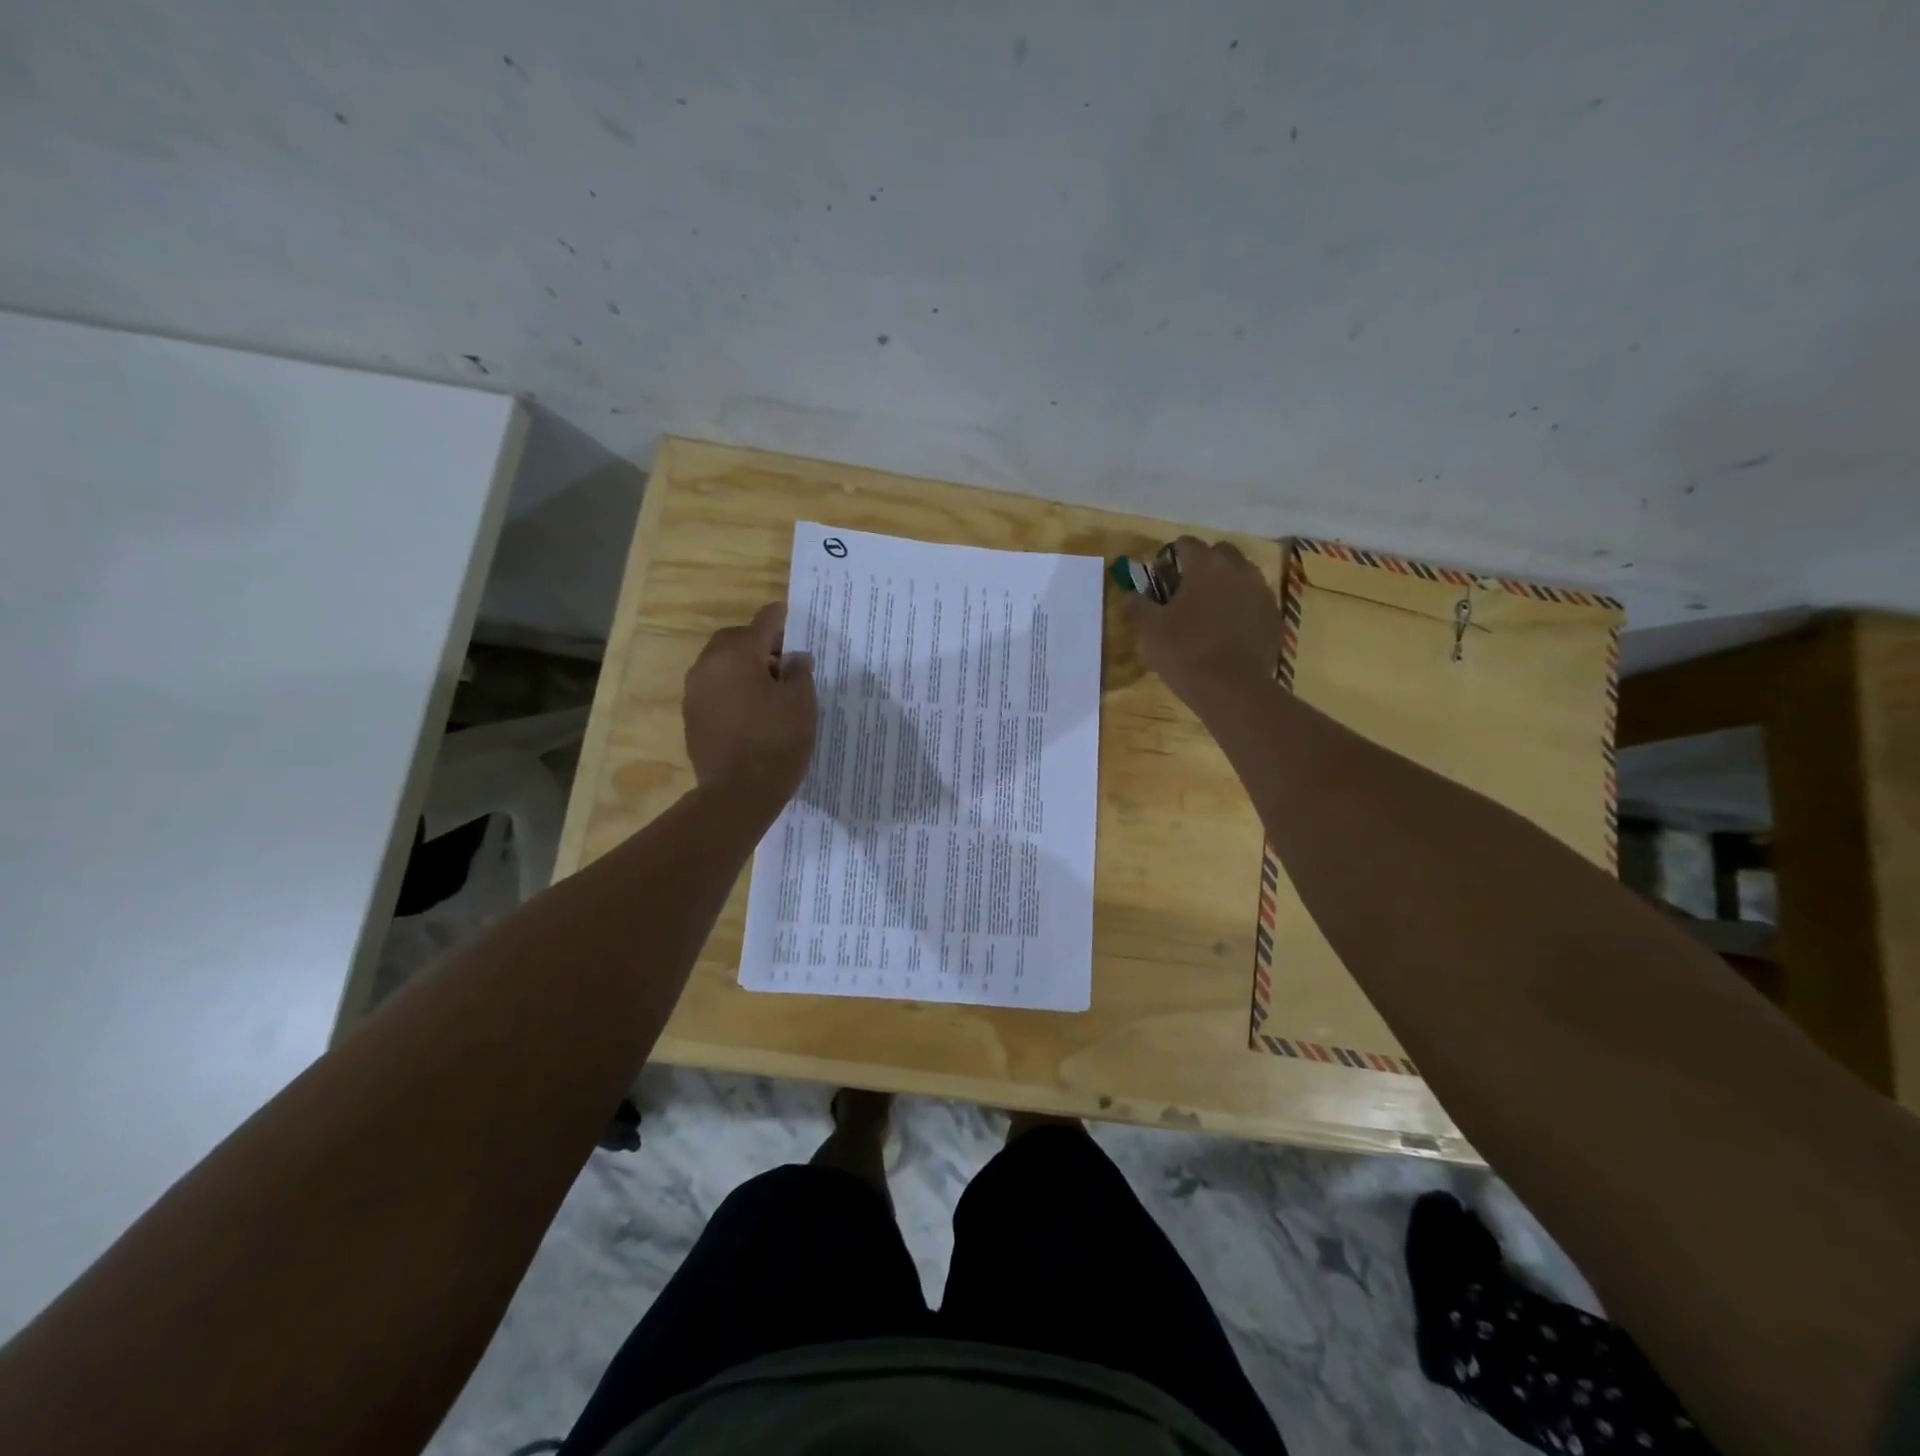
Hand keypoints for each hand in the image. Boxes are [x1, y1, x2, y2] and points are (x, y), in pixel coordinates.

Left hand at [683, 604, 816, 804]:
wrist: (738, 793)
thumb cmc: (777, 741)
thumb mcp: (802, 703)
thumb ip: (799, 672)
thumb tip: (794, 658)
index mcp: (737, 654)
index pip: (763, 622)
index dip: (782, 618)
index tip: (794, 619)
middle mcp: (708, 666)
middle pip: (735, 639)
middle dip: (759, 642)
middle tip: (784, 659)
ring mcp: (695, 693)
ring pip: (721, 664)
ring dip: (743, 666)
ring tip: (769, 686)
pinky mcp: (692, 717)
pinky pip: (714, 689)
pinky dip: (732, 689)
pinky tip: (751, 709)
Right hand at [1125, 538, 1281, 704]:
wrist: (1232, 689)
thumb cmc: (1185, 652)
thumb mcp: (1149, 630)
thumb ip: (1137, 606)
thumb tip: (1130, 595)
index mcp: (1206, 565)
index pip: (1186, 544)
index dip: (1171, 557)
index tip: (1162, 576)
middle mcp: (1239, 570)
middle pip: (1220, 553)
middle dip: (1203, 565)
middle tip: (1186, 592)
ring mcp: (1262, 593)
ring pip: (1241, 576)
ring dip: (1225, 585)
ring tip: (1209, 612)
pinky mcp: (1274, 617)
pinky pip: (1254, 602)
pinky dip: (1241, 608)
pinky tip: (1228, 631)